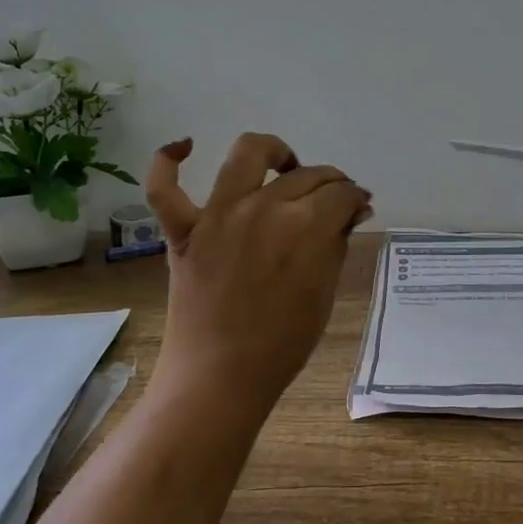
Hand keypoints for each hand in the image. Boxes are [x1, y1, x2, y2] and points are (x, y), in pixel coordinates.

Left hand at [143, 133, 371, 411]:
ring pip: (247, 154)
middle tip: (335, 200)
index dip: (355, 198)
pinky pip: (164, 187)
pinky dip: (169, 159)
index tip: (358, 208)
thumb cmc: (283, 342)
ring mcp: (218, 215)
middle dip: (330, 182)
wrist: (221, 377)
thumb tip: (354, 209)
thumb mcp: (325, 291)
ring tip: (284, 166)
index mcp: (306, 226)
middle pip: (306, 174)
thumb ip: (338, 242)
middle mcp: (264, 207)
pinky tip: (184, 146)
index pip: (340, 193)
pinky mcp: (183, 230)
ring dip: (273, 152)